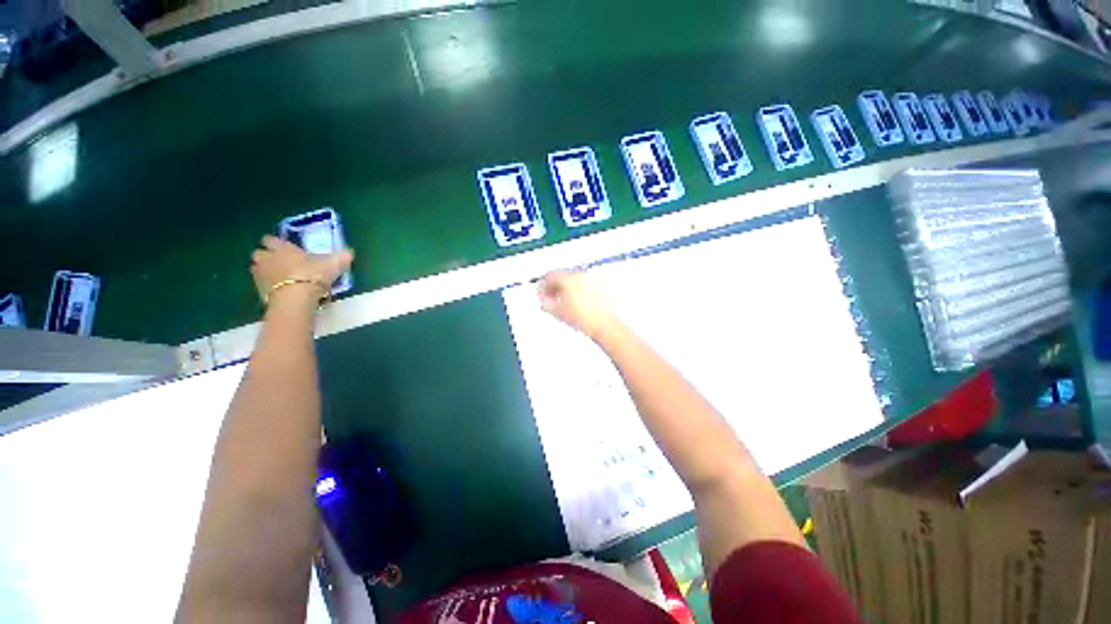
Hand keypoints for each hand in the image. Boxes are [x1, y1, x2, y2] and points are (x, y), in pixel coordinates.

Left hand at [250, 235, 353, 305]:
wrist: (297, 297)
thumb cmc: (313, 274)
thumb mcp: (334, 264)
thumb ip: (341, 257)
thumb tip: (349, 253)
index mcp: (282, 248)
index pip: (271, 239)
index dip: (275, 242)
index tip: (283, 246)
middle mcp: (268, 258)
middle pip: (258, 253)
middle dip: (265, 256)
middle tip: (278, 261)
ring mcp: (261, 275)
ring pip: (256, 268)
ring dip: (264, 270)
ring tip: (278, 277)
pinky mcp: (259, 291)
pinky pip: (260, 285)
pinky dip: (267, 286)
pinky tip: (280, 290)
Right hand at [537, 271, 617, 340]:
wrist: (605, 325)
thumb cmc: (584, 318)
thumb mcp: (558, 312)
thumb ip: (546, 304)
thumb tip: (545, 301)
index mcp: (568, 278)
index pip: (550, 276)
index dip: (542, 287)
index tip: (541, 295)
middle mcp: (581, 275)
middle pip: (562, 276)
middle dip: (554, 287)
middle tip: (551, 299)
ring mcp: (593, 279)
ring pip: (574, 280)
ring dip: (566, 289)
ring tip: (565, 303)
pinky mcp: (602, 286)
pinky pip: (585, 285)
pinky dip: (578, 291)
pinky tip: (577, 304)